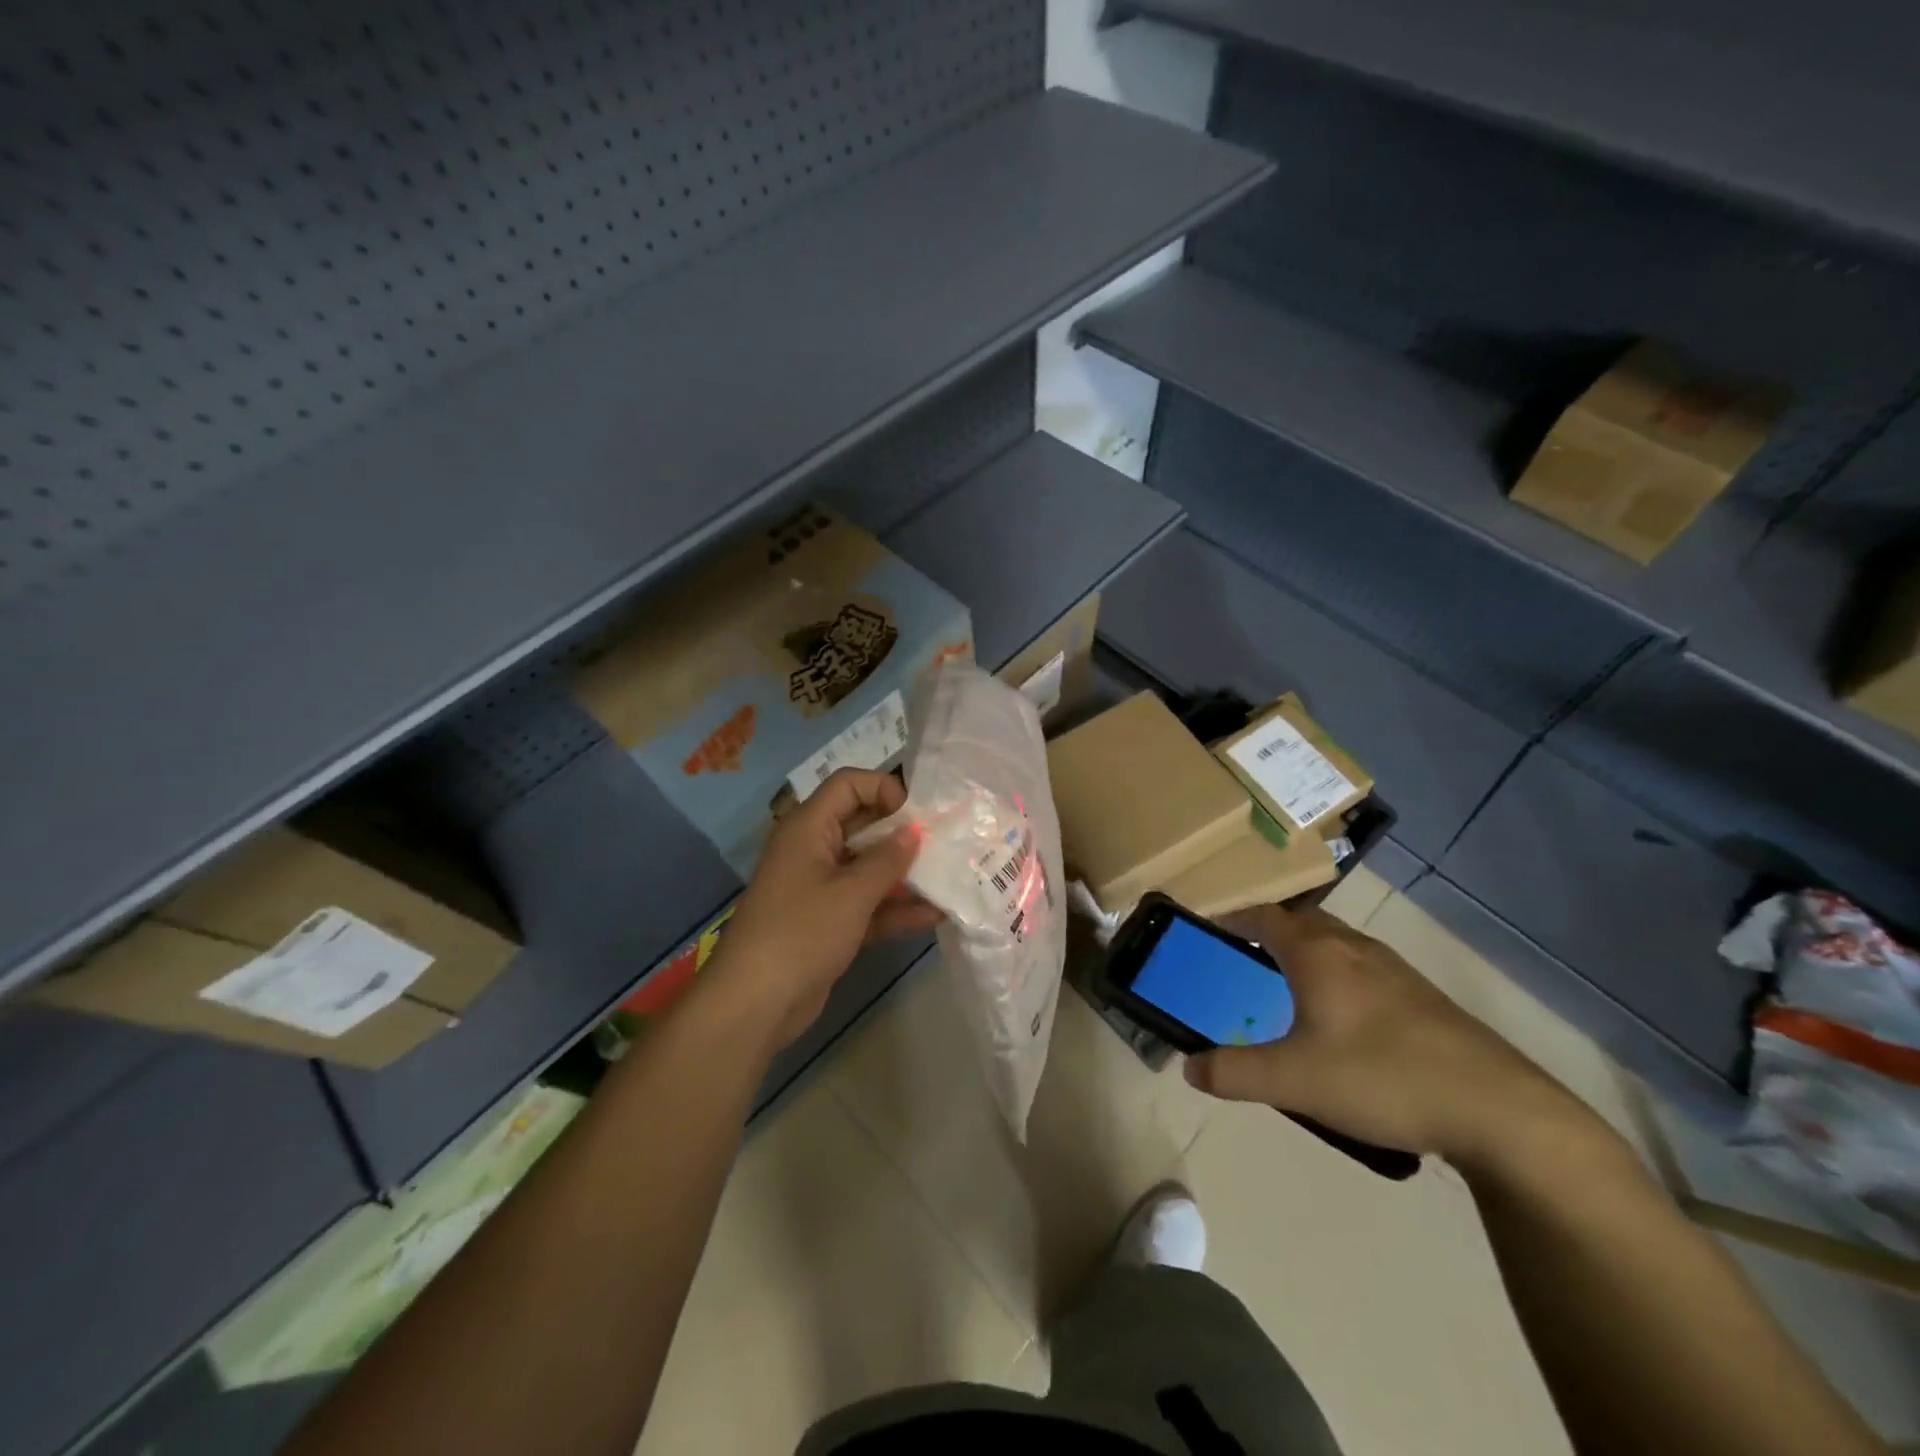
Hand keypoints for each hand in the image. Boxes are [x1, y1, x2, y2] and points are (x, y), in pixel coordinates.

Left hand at [701, 768, 939, 1047]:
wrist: (755, 1004)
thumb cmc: (802, 932)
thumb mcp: (851, 893)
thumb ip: (888, 859)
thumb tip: (914, 831)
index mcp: (809, 827)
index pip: (848, 784)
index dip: (884, 789)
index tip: (918, 814)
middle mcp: (814, 849)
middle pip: (863, 824)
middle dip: (902, 832)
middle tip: (945, 842)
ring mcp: (821, 888)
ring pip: (868, 867)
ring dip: (904, 873)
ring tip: (949, 877)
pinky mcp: (829, 922)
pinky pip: (867, 904)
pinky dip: (895, 908)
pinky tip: (934, 915)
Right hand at [1183, 903, 1587, 1165]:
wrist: (1500, 1112)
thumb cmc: (1382, 1078)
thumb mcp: (1293, 1081)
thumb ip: (1234, 1072)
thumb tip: (1189, 1067)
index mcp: (1318, 954)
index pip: (1264, 916)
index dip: (1234, 917)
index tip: (1209, 927)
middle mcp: (1355, 949)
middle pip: (1302, 922)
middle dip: (1269, 932)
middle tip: (1244, 957)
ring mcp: (1396, 972)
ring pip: (1338, 945)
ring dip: (1307, 954)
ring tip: (1288, 988)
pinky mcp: (1425, 1000)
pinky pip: (1365, 970)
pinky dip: (1339, 978)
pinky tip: (1344, 1022)